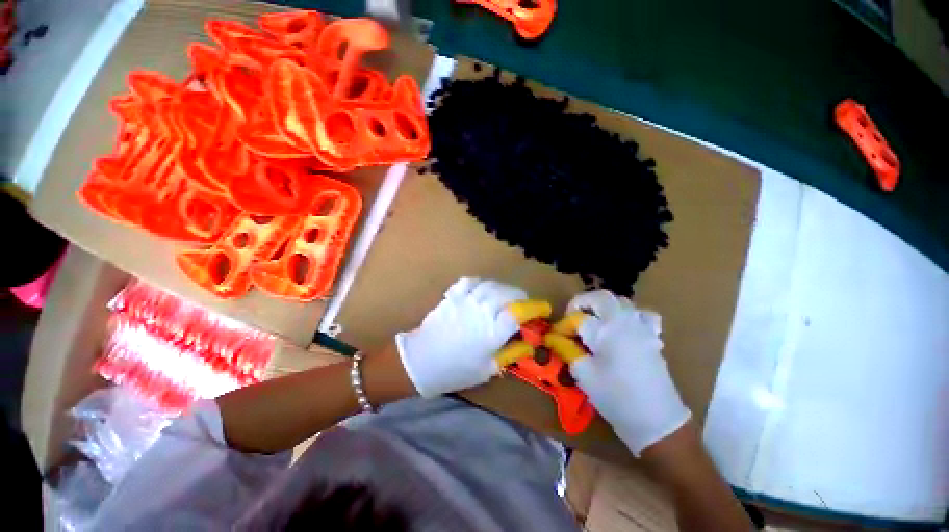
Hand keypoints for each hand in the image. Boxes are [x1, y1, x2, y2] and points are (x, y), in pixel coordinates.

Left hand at [395, 278, 545, 396]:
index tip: (542, 309)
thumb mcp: (487, 369)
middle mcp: (482, 312)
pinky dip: (480, 282)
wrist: (421, 361)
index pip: (519, 313)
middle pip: (508, 294)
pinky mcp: (453, 296)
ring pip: (491, 285)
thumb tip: (528, 343)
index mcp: (492, 332)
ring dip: (503, 288)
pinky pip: (470, 281)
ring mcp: (466, 301)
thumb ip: (510, 353)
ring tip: (505, 296)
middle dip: (521, 297)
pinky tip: (482, 289)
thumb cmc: (456, 370)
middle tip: (523, 304)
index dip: (534, 308)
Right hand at [563, 290, 690, 455]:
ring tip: (594, 321)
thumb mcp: (584, 374)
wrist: (656, 420)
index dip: (564, 325)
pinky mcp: (653, 336)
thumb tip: (554, 338)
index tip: (557, 336)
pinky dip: (630, 314)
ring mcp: (642, 327)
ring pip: (621, 301)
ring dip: (603, 306)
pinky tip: (624, 327)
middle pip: (600, 297)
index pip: (578, 317)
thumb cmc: (616, 397)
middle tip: (573, 318)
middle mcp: (624, 321)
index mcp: (606, 330)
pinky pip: (643, 314)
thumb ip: (567, 350)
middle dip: (582, 303)